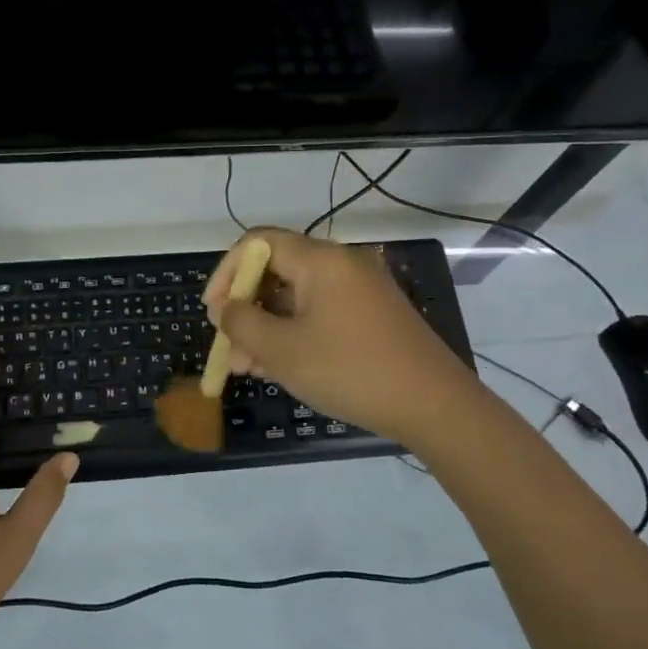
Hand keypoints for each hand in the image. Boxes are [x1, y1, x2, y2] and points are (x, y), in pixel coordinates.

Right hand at [203, 228, 472, 445]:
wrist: (434, 405)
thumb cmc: (350, 370)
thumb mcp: (282, 350)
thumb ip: (242, 323)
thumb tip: (226, 309)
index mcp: (320, 260)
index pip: (257, 243)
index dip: (226, 273)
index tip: (213, 311)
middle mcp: (342, 264)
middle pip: (277, 271)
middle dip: (245, 308)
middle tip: (229, 347)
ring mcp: (361, 290)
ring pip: (297, 298)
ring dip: (267, 327)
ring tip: (248, 368)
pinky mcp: (373, 315)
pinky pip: (321, 313)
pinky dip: (295, 333)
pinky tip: (280, 367)